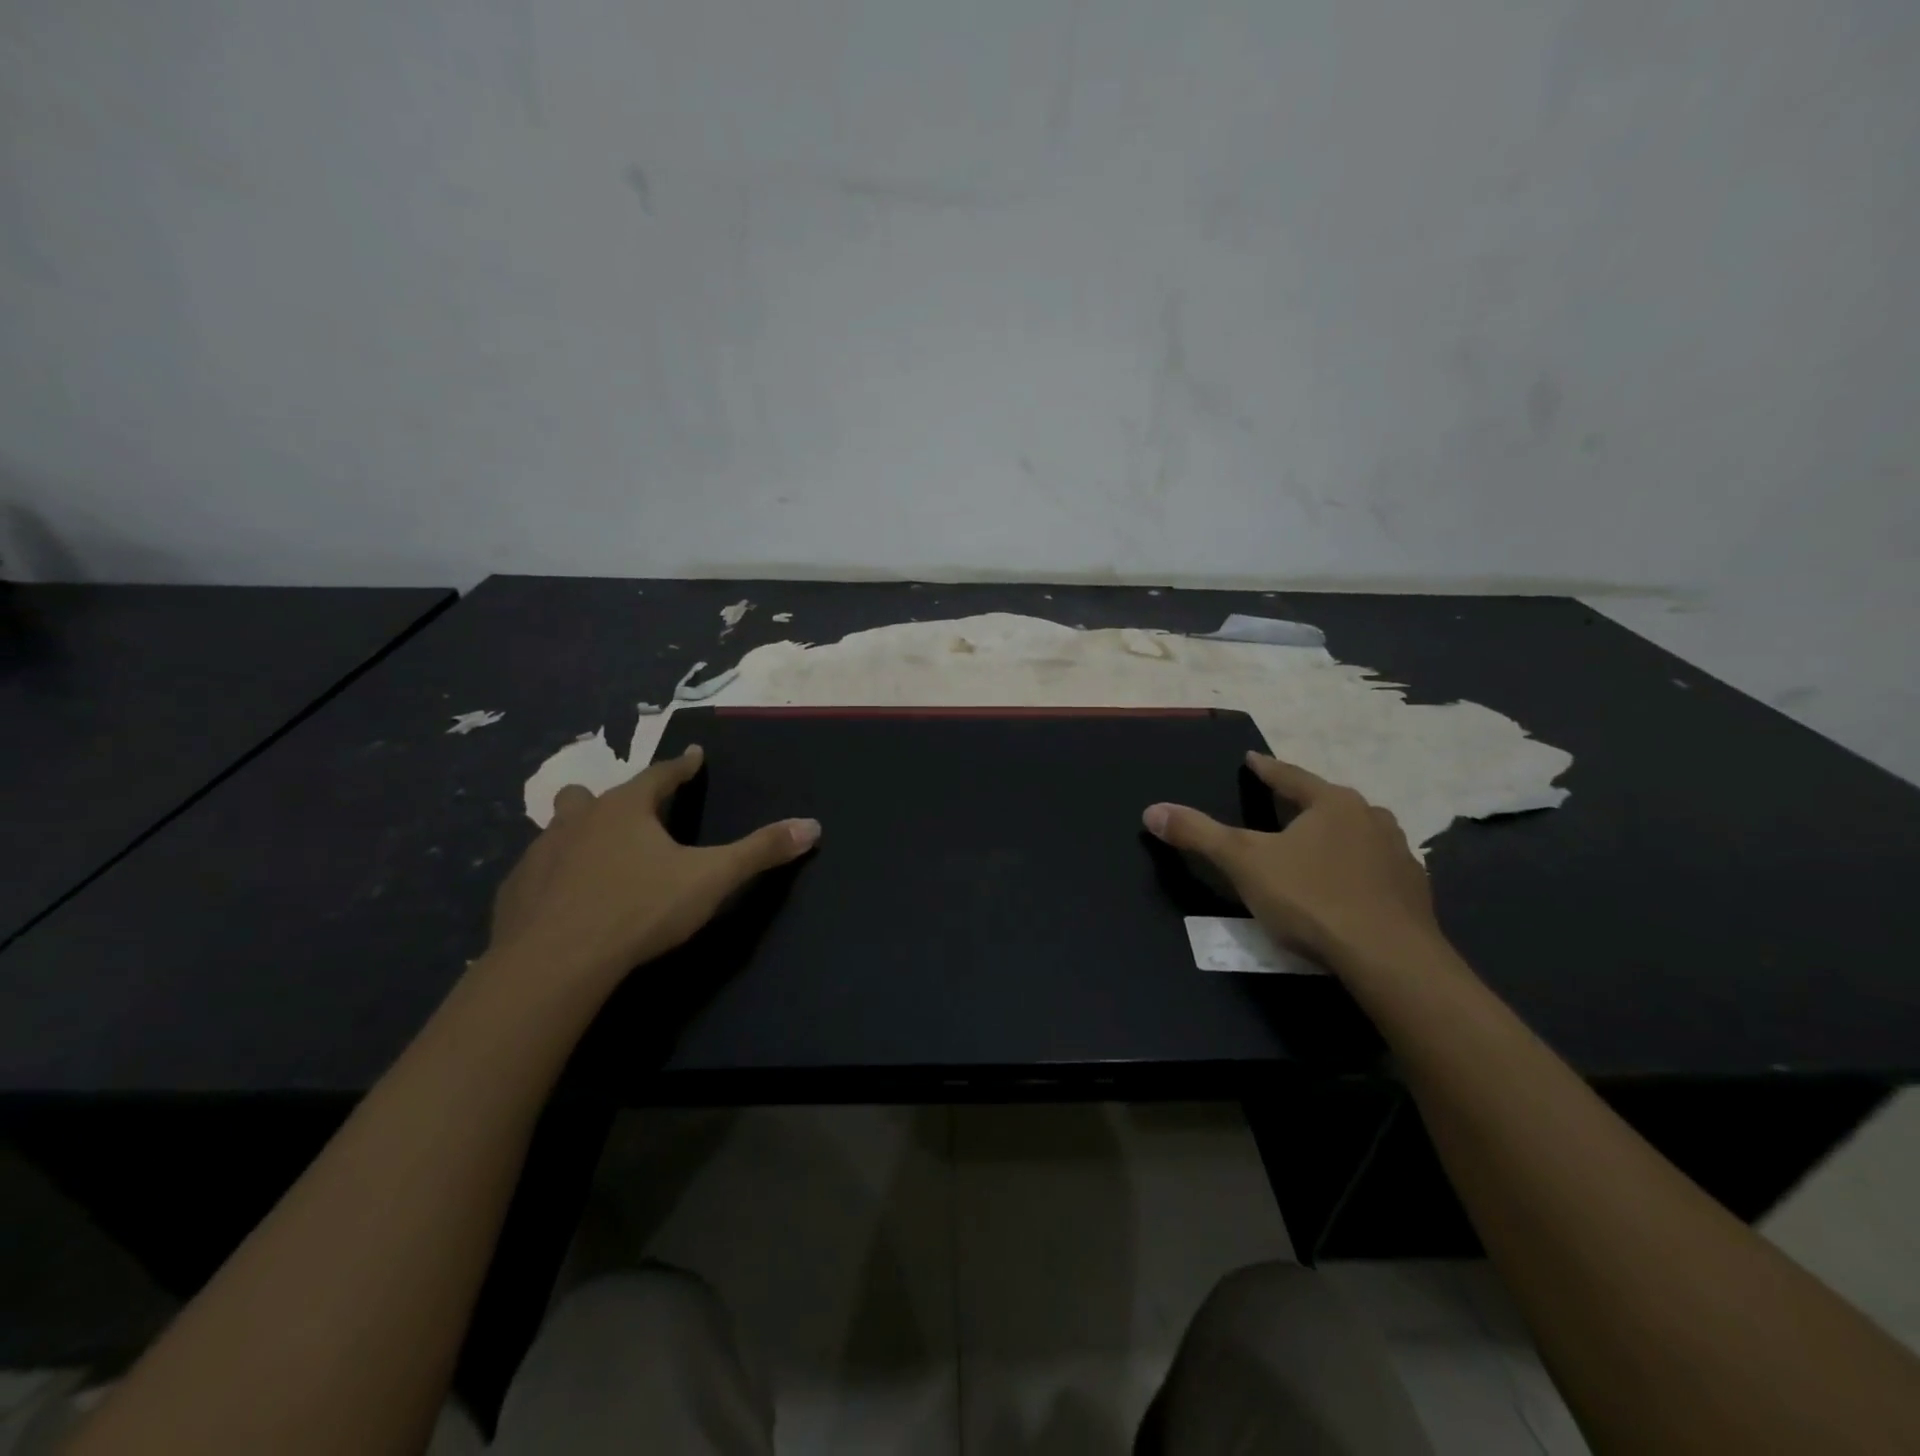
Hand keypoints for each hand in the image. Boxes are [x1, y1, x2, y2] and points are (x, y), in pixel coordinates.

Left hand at [488, 744, 819, 982]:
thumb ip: (760, 851)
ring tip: (596, 856)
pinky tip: (565, 901)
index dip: (682, 766)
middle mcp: (578, 820)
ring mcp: (540, 854)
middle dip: (615, 799)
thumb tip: (812, 825)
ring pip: (558, 829)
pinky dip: (554, 877)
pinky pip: (538, 872)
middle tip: (632, 813)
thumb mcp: (711, 879)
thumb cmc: (639, 908)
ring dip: (578, 834)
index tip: (693, 755)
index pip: (661, 775)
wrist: (553, 964)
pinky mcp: (515, 892)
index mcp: (626, 809)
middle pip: (593, 795)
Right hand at [1143, 750, 1443, 973]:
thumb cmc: (1312, 899)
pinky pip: (1377, 870)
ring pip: (1359, 834)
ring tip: (1316, 844)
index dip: (1266, 769)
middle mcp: (1371, 819)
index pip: (1290, 776)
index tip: (1252, 759)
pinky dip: (1357, 870)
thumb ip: (1198, 834)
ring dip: (1336, 835)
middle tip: (1282, 803)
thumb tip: (1152, 810)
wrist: (1390, 960)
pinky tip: (1347, 886)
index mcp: (1333, 803)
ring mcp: (1399, 856)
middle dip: (1304, 802)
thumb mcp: (1243, 863)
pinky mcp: (1414, 894)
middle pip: (1328, 802)